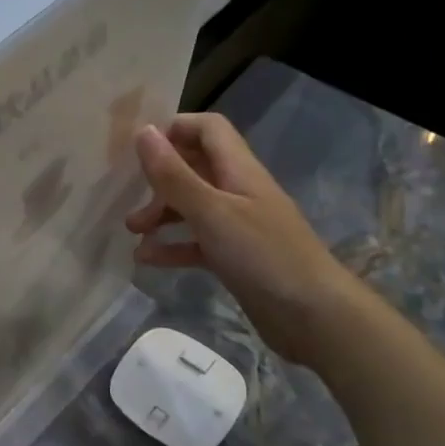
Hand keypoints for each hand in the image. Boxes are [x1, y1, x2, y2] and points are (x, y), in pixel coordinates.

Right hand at [125, 114, 362, 365]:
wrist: (315, 317)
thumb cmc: (263, 255)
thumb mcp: (212, 211)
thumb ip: (175, 174)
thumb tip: (143, 131)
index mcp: (238, 170)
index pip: (208, 129)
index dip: (175, 128)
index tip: (140, 147)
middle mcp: (238, 191)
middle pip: (194, 167)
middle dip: (159, 178)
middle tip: (129, 197)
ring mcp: (238, 226)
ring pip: (192, 206)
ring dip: (160, 213)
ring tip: (132, 231)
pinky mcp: (235, 257)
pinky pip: (196, 241)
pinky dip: (172, 246)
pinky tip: (146, 258)